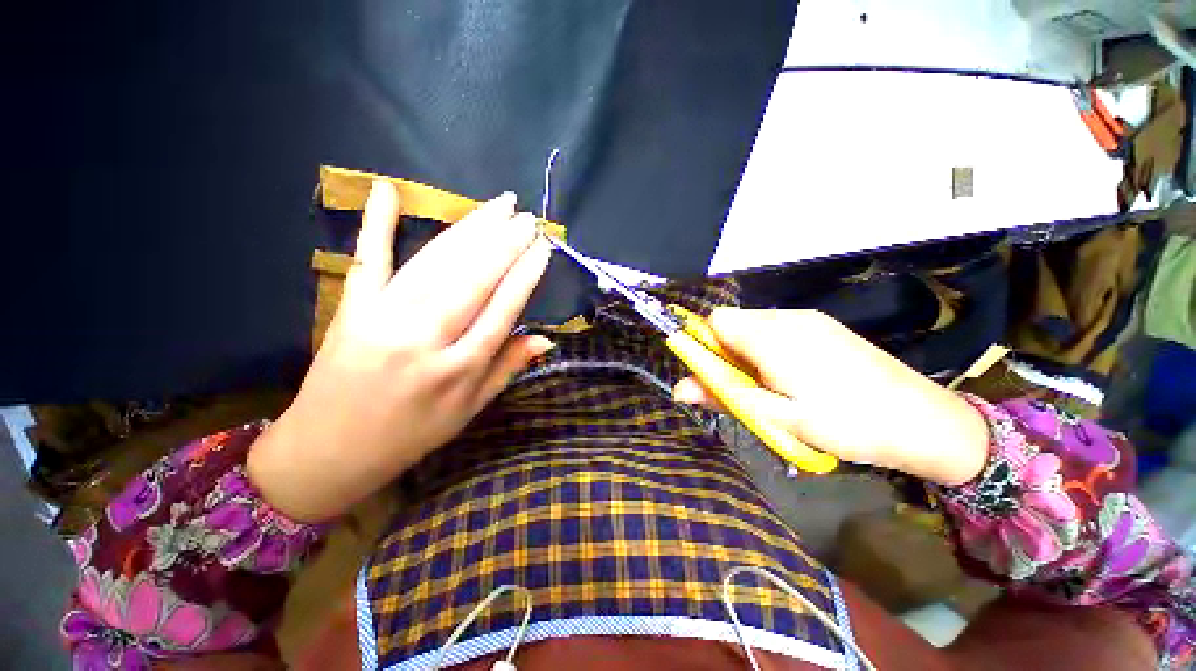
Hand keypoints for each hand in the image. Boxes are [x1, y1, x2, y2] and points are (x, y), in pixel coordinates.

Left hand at [248, 182, 553, 520]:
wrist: (329, 450)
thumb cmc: (412, 434)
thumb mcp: (470, 409)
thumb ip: (507, 368)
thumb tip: (546, 339)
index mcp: (459, 369)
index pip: (502, 310)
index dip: (525, 275)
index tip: (543, 248)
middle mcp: (425, 338)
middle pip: (473, 279)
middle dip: (505, 242)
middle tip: (527, 217)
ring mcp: (384, 318)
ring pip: (436, 263)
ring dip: (470, 230)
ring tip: (498, 206)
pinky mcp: (352, 308)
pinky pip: (369, 260)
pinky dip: (376, 224)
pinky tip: (387, 190)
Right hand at [672, 309, 989, 485]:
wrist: (926, 422)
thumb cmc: (847, 423)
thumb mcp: (779, 417)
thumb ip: (725, 396)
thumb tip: (678, 388)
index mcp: (772, 336)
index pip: (715, 320)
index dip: (704, 344)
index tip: (714, 375)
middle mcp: (787, 317)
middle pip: (732, 322)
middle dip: (725, 352)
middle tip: (743, 389)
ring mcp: (808, 319)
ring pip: (754, 326)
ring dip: (746, 352)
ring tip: (770, 387)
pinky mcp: (823, 326)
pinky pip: (777, 328)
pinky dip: (768, 348)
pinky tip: (792, 377)